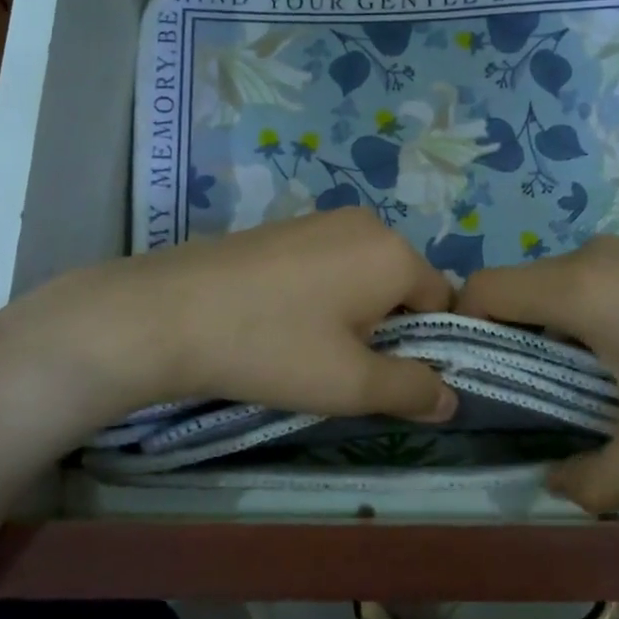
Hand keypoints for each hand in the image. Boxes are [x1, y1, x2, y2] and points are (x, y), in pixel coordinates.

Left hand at [0, 208, 458, 426]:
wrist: (168, 313)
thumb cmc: (273, 347)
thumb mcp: (352, 384)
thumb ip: (412, 389)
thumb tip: (450, 398)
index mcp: (393, 252)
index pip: (442, 302)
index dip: (426, 346)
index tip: (388, 377)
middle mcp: (366, 222)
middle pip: (401, 286)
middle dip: (386, 329)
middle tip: (344, 367)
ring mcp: (321, 220)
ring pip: (363, 277)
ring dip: (353, 315)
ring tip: (308, 348)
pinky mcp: (285, 227)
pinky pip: (328, 265)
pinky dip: (321, 296)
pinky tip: (281, 322)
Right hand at [456, 238, 618, 512]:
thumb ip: (596, 480)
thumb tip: (555, 492)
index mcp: (576, 287)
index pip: (483, 289)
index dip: (467, 329)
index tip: (484, 378)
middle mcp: (595, 256)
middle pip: (524, 290)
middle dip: (520, 341)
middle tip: (545, 397)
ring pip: (569, 287)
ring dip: (566, 332)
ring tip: (604, 386)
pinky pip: (609, 283)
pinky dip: (604, 318)